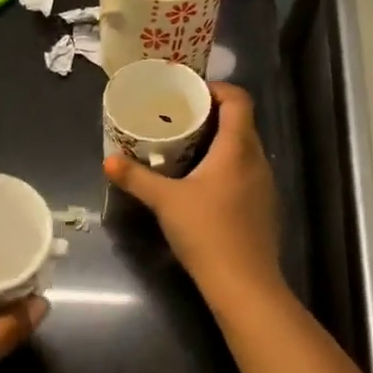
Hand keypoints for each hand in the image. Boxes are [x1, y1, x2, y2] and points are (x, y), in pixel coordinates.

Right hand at [104, 82, 282, 296]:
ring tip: (187, 147)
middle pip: (241, 123)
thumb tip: (108, 161)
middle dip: (213, 115)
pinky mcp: (264, 207)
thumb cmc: (206, 232)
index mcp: (238, 148)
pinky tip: (203, 183)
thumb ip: (136, 178)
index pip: (239, 100)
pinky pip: (246, 172)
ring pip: (244, 149)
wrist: (244, 284)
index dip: (217, 89)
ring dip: (220, 142)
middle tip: (180, 118)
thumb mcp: (165, 202)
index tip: (190, 93)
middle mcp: (257, 160)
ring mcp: (265, 185)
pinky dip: (226, 166)